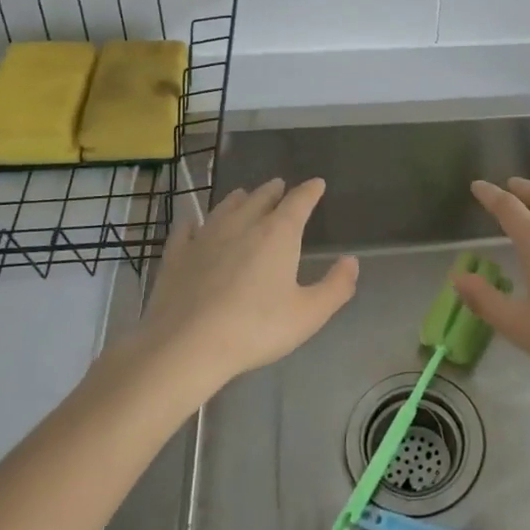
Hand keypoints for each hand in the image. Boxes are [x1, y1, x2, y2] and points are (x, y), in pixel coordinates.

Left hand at [124, 178, 358, 399]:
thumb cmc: (256, 328)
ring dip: (239, 199)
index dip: (310, 191)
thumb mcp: (309, 314)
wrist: (187, 345)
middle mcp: (243, 224)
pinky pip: (187, 229)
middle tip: (280, 186)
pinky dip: (195, 223)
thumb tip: (352, 261)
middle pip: (261, 197)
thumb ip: (336, 286)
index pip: (299, 201)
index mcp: (278, 233)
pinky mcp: (177, 254)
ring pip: (226, 207)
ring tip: (244, 196)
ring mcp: (206, 236)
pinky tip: (193, 225)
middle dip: (274, 191)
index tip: (317, 184)